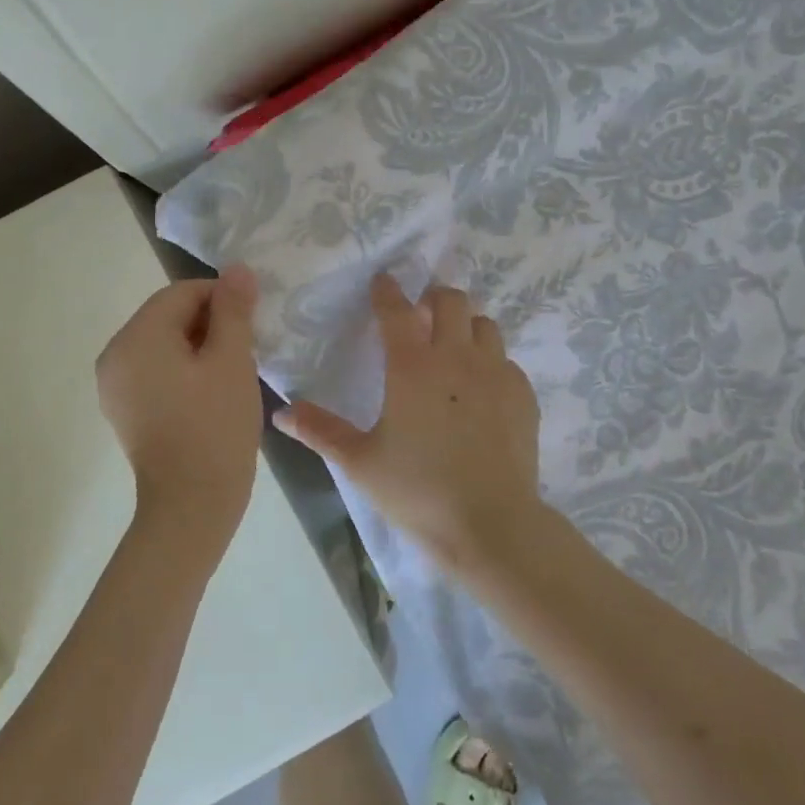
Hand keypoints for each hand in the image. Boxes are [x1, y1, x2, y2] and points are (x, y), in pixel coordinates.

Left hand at [96, 265, 262, 568]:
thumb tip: (237, 269)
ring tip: (231, 373)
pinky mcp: (123, 409)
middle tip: (246, 350)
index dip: (221, 298)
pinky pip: (155, 371)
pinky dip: (182, 370)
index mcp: (137, 337)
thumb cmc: (215, 427)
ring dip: (198, 347)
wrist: (191, 505)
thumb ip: (233, 310)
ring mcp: (114, 385)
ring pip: (163, 344)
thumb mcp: (231, 361)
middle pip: (168, 316)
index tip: (252, 321)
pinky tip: (209, 393)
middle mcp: (115, 355)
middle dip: (210, 323)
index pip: (181, 293)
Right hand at [274, 275, 541, 568]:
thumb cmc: (417, 490)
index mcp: (413, 366)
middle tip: (421, 315)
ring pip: (484, 324)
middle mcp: (457, 357)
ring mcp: (496, 373)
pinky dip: (491, 361)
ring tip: (453, 347)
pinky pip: (506, 360)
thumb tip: (281, 412)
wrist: (490, 524)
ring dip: (466, 325)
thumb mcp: (360, 461)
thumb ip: (320, 430)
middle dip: (434, 298)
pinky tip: (482, 390)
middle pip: (451, 300)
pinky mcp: (523, 394)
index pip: (397, 310)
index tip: (383, 280)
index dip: (387, 291)